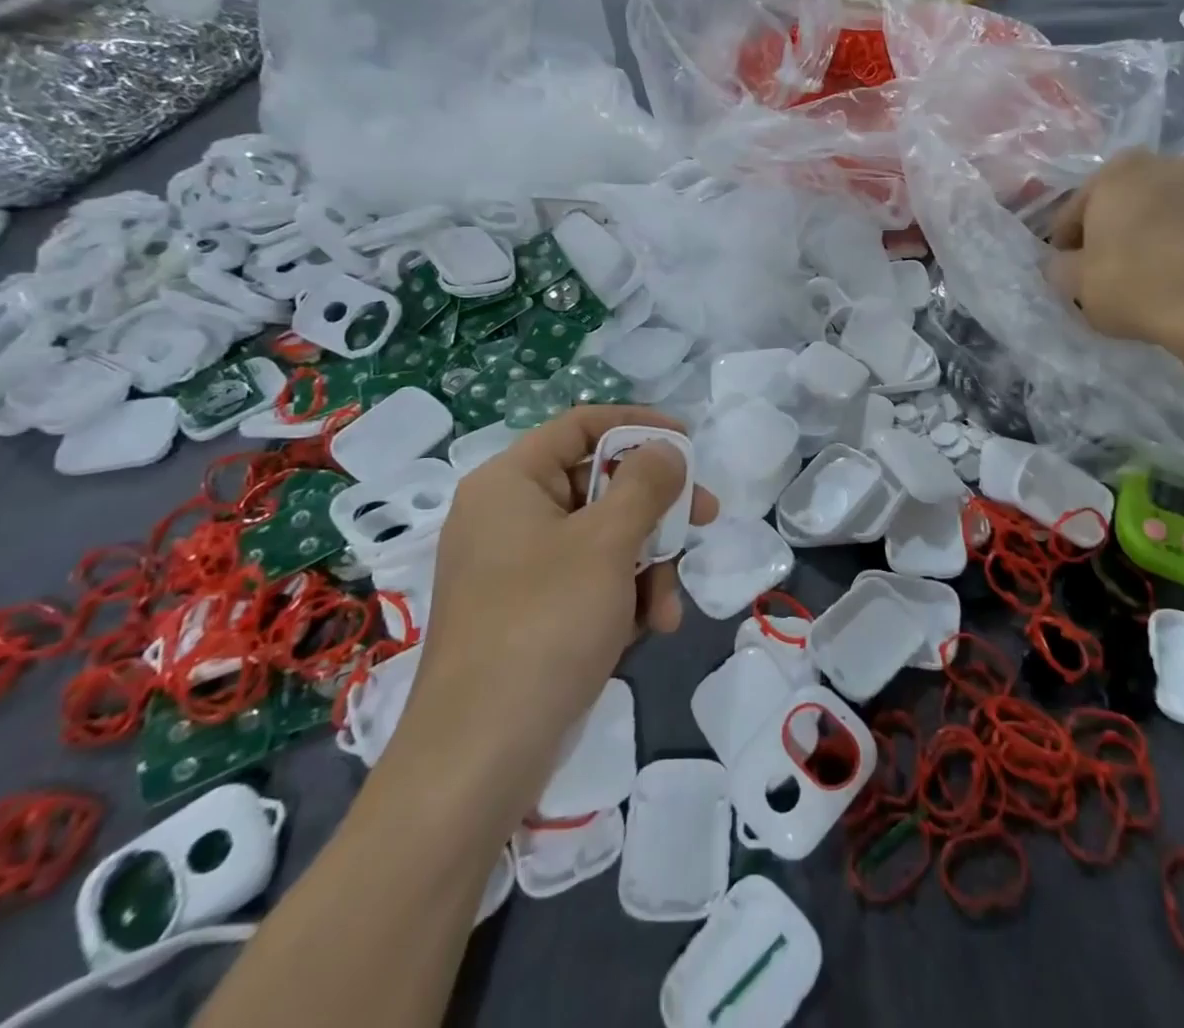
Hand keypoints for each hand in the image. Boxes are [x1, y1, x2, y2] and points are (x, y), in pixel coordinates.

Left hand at [404, 406, 717, 762]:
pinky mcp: (529, 612)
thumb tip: (668, 449)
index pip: (580, 425)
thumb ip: (646, 483)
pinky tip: (647, 630)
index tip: (688, 445)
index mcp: (509, 482)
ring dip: (646, 565)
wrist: (479, 759)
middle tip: (705, 518)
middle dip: (655, 510)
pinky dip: (623, 596)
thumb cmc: (545, 624)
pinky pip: (588, 580)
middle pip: (598, 484)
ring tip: (666, 610)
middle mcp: (509, 516)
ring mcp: (516, 567)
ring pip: (602, 537)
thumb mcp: (607, 543)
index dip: (638, 426)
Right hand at [1045, 152, 1183, 367]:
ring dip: (1158, 230)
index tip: (1067, 270)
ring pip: (1171, 208)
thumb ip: (1060, 267)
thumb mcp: (1076, 286)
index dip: (1067, 243)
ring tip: (1156, 271)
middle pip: (1127, 201)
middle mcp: (1168, 163)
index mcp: (1117, 173)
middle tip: (1109, 268)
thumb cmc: (1138, 288)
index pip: (1076, 209)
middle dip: (1116, 228)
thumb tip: (1065, 263)